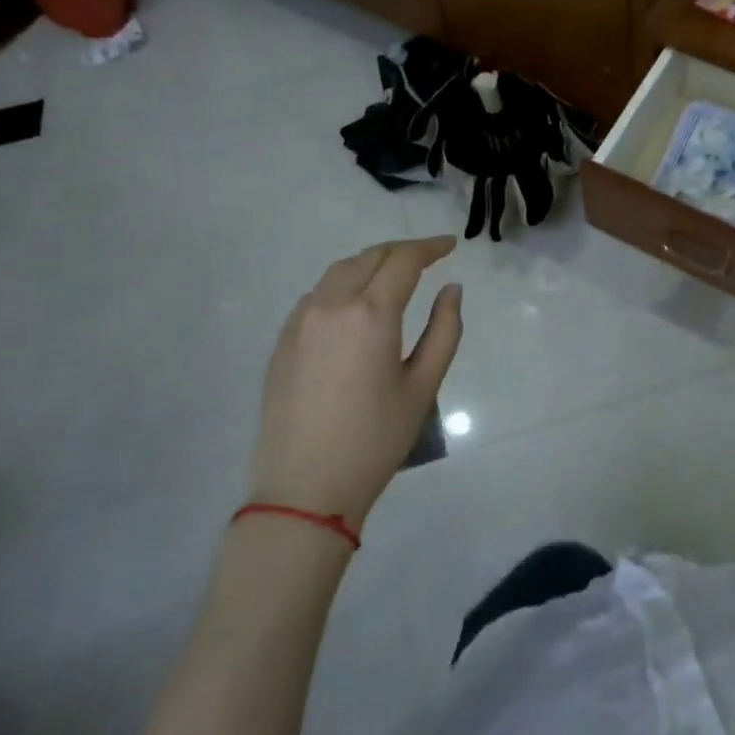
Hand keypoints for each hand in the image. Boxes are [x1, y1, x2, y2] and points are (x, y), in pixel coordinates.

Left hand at [248, 237, 462, 525]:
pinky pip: (317, 295)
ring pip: (339, 271)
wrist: (304, 489)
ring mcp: (300, 322)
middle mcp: (331, 305)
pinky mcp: (282, 341)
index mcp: (371, 314)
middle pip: (369, 257)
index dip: (430, 247)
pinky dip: (343, 284)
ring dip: (370, 263)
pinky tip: (357, 303)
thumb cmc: (375, 439)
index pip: (403, 260)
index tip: (450, 245)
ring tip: (394, 274)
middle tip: (429, 257)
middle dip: (402, 251)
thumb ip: (444, 330)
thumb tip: (451, 290)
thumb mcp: (423, 385)